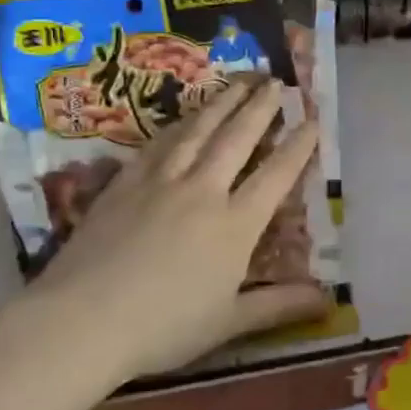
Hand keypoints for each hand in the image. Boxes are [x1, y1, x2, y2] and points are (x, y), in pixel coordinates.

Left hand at [23, 76, 327, 380]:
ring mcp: (160, 182)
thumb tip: (329, 301)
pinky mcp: (124, 184)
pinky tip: (183, 118)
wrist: (81, 320)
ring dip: (222, 103)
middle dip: (261, 108)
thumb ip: (279, 306)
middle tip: (275, 81)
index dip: (298, 146)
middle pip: (237, 139)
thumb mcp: (229, 322)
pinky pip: (158, 144)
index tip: (313, 120)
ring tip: (238, 82)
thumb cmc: (163, 327)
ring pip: (198, 131)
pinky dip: (178, 125)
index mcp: (235, 225)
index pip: (276, 175)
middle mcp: (203, 191)